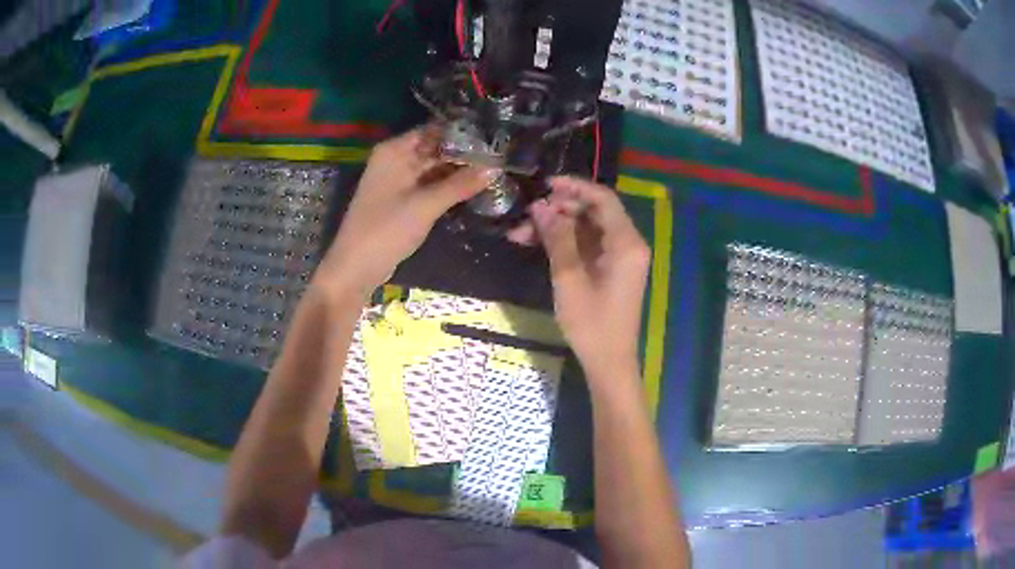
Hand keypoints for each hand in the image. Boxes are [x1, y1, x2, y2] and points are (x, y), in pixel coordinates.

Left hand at [316, 126, 491, 297]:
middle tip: (502, 153)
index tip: (495, 134)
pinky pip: (430, 185)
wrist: (356, 268)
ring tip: (496, 167)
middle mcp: (397, 159)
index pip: (435, 129)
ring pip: (435, 168)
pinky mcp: (403, 199)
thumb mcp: (425, 205)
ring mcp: (399, 180)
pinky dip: (450, 185)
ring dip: (460, 170)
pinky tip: (476, 186)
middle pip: (436, 148)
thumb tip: (496, 166)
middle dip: (465, 152)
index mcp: (395, 150)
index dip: (464, 131)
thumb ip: (461, 184)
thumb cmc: (386, 230)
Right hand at [510, 177, 650, 381]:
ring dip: (556, 227)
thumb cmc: (591, 323)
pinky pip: (587, 245)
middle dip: (559, 209)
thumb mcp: (569, 278)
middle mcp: (628, 244)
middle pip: (594, 212)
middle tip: (527, 215)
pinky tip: (535, 244)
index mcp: (626, 243)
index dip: (574, 187)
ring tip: (521, 233)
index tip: (544, 185)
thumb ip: (557, 238)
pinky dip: (564, 243)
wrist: (608, 361)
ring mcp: (620, 257)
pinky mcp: (611, 269)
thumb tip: (540, 206)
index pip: (602, 199)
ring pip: (587, 228)